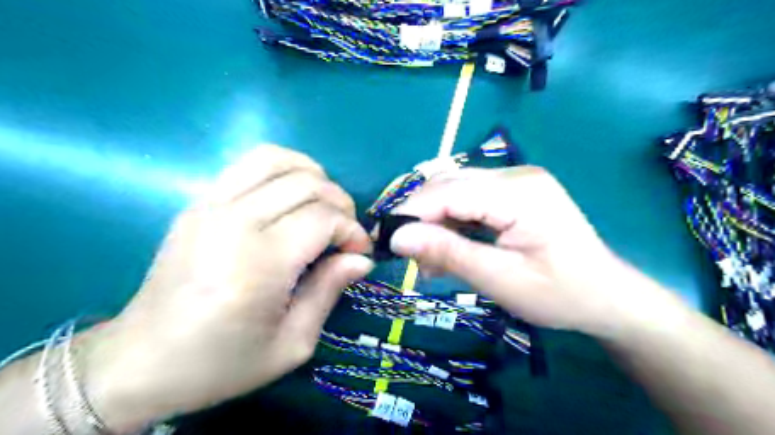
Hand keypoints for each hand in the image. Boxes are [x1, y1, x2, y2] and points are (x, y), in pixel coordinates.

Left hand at [83, 146, 373, 430]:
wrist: (140, 362)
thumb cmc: (221, 362)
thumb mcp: (291, 344)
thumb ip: (329, 292)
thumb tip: (361, 258)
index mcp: (258, 264)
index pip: (322, 219)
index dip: (352, 231)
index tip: (359, 252)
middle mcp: (233, 223)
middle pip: (306, 184)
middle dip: (340, 204)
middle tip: (345, 234)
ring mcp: (210, 205)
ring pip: (276, 159)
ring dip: (313, 175)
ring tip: (323, 204)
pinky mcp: (198, 203)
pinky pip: (248, 164)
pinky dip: (282, 169)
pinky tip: (291, 195)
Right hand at [391, 169, 668, 338]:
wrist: (608, 297)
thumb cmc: (561, 295)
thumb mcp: (500, 280)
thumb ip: (448, 253)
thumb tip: (397, 237)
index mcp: (519, 192)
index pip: (448, 192)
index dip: (410, 213)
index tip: (384, 240)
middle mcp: (516, 175)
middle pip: (448, 186)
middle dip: (420, 217)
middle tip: (407, 255)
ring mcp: (516, 181)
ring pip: (455, 191)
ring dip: (434, 222)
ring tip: (428, 259)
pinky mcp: (513, 192)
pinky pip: (469, 200)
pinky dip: (451, 223)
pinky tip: (447, 248)